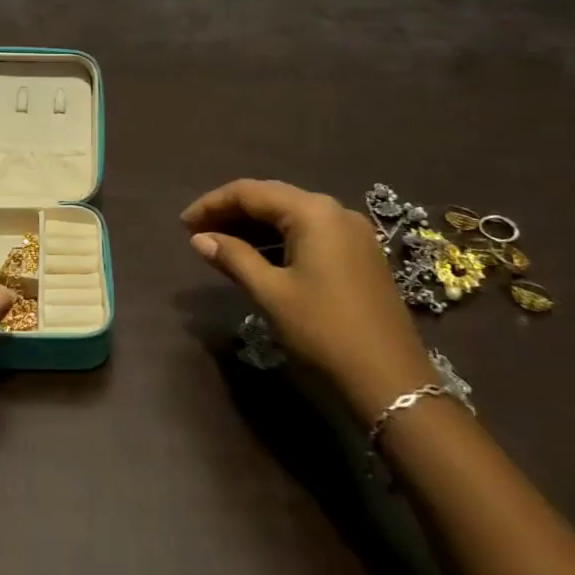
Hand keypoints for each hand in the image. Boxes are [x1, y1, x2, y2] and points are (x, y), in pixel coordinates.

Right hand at [182, 178, 434, 420]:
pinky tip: (256, 257)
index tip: (183, 224)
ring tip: (219, 244)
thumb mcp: (271, 293)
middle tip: (197, 232)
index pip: (250, 192)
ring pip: (290, 216)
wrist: (392, 381)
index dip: (212, 204)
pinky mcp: (359, 254)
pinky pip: (309, 232)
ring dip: (253, 227)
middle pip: (271, 198)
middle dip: (231, 212)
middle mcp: (334, 211)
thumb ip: (233, 258)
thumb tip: (199, 239)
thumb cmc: (324, 331)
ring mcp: (352, 232)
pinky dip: (278, 240)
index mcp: (313, 212)